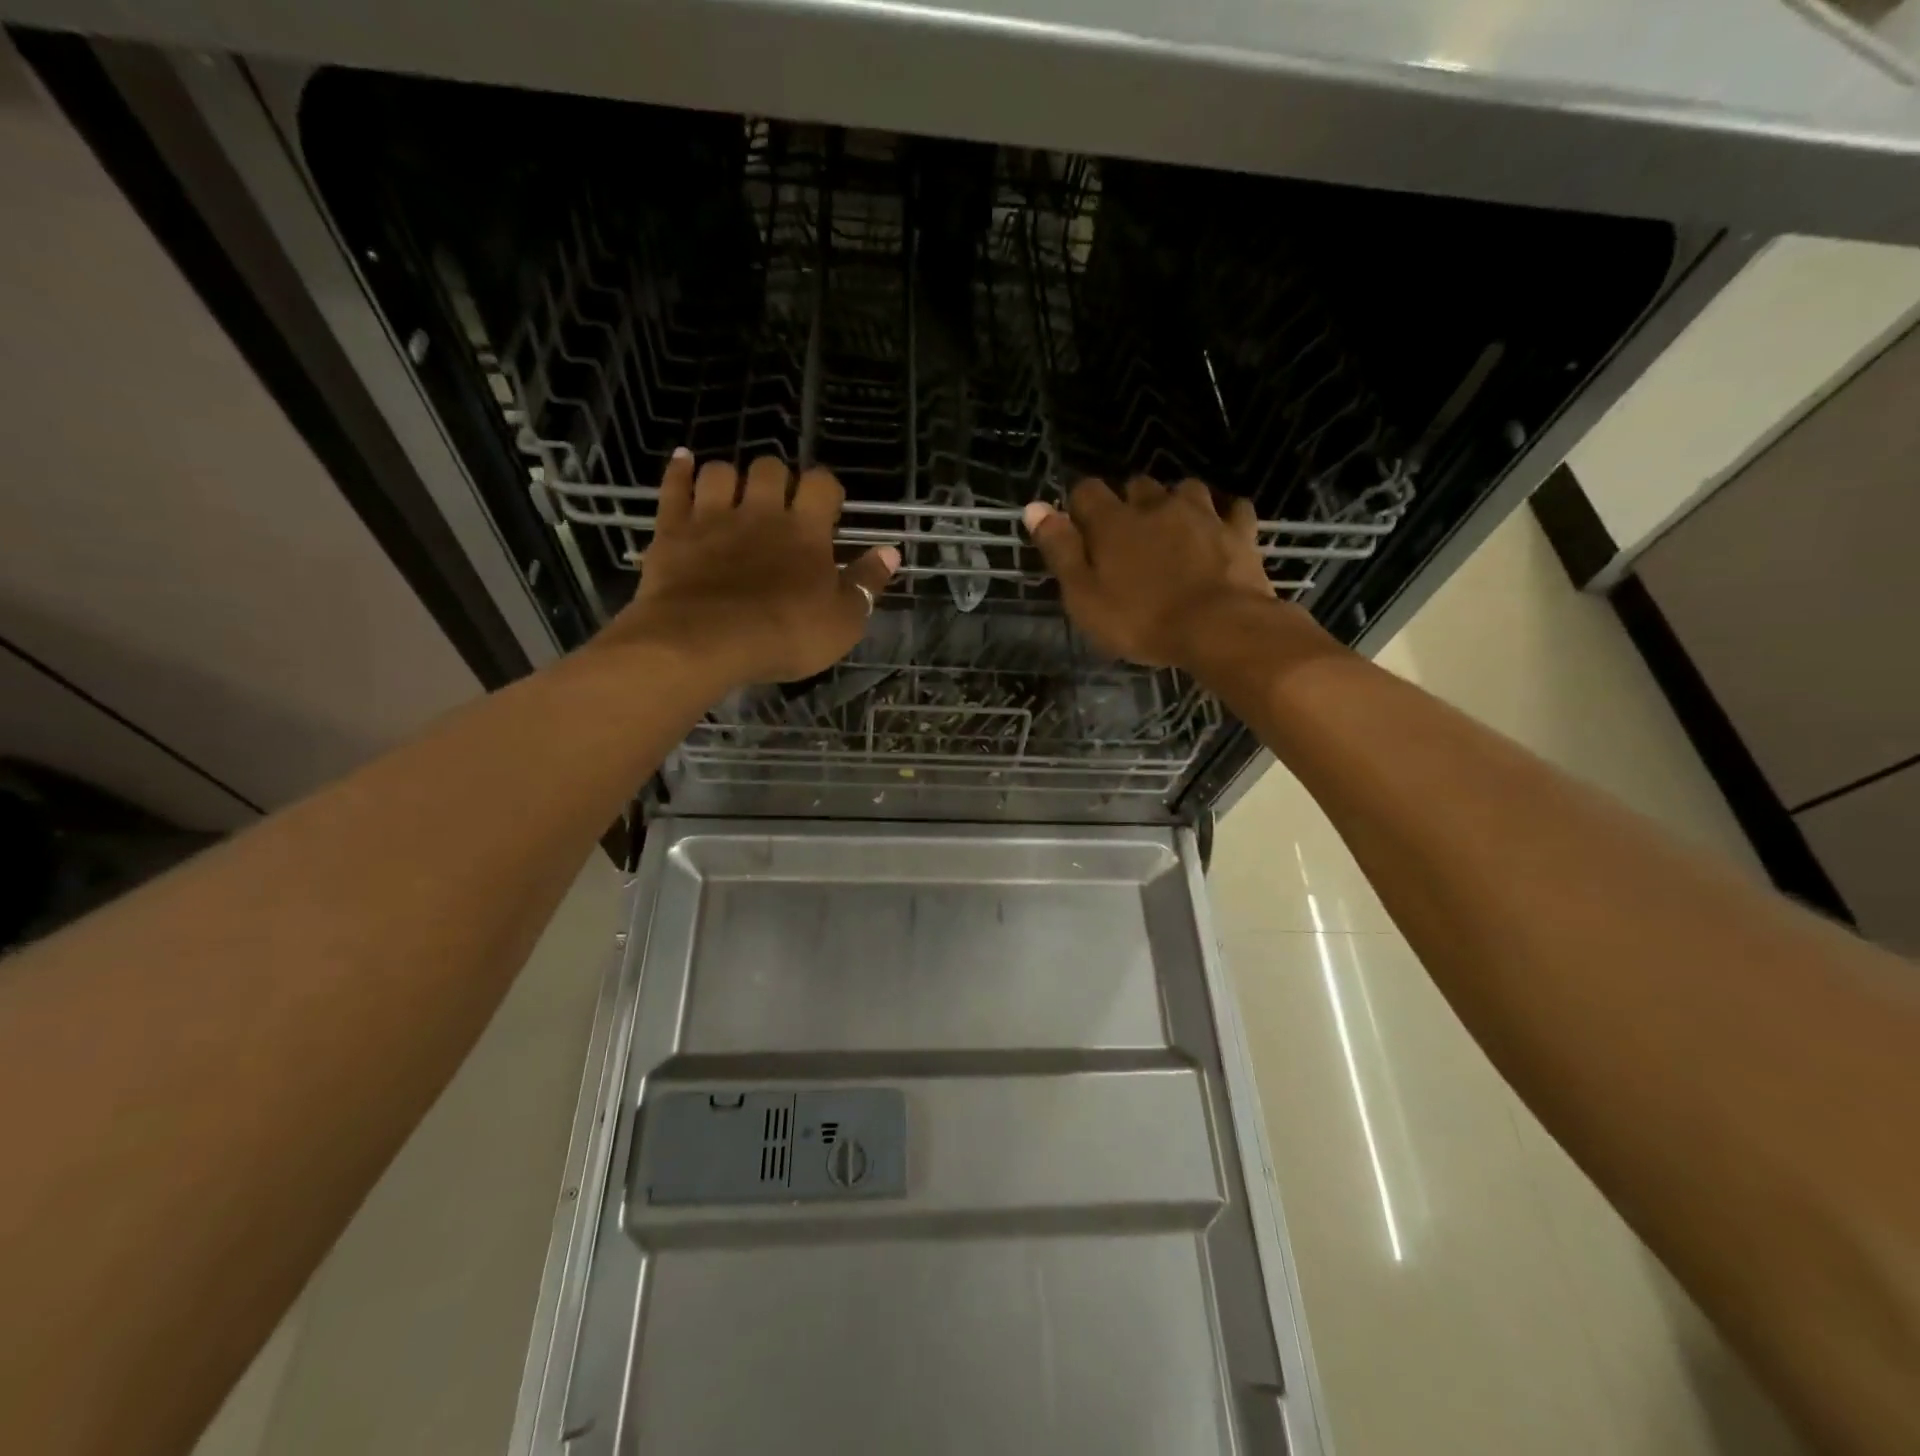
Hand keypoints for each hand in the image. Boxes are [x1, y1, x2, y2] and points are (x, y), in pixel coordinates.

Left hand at [601, 452, 898, 685]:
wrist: (705, 642)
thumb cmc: (785, 635)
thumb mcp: (843, 621)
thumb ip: (867, 583)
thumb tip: (891, 551)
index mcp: (805, 532)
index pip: (822, 485)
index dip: (826, 489)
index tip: (827, 508)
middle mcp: (760, 512)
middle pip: (770, 468)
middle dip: (777, 478)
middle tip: (778, 505)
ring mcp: (713, 517)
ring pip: (721, 471)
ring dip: (730, 477)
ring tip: (734, 495)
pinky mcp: (673, 531)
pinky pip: (674, 487)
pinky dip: (679, 471)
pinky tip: (683, 462)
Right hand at [1024, 477, 1297, 670]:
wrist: (1219, 628)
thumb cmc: (1141, 620)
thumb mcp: (1084, 595)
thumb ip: (1059, 550)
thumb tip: (1033, 507)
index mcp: (1114, 522)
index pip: (1086, 491)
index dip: (1079, 506)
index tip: (1079, 529)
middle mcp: (1157, 505)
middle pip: (1136, 486)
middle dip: (1128, 503)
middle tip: (1126, 537)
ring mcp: (1203, 514)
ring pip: (1184, 490)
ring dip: (1175, 503)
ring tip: (1172, 529)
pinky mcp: (1239, 531)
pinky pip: (1232, 509)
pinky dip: (1223, 516)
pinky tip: (1220, 529)